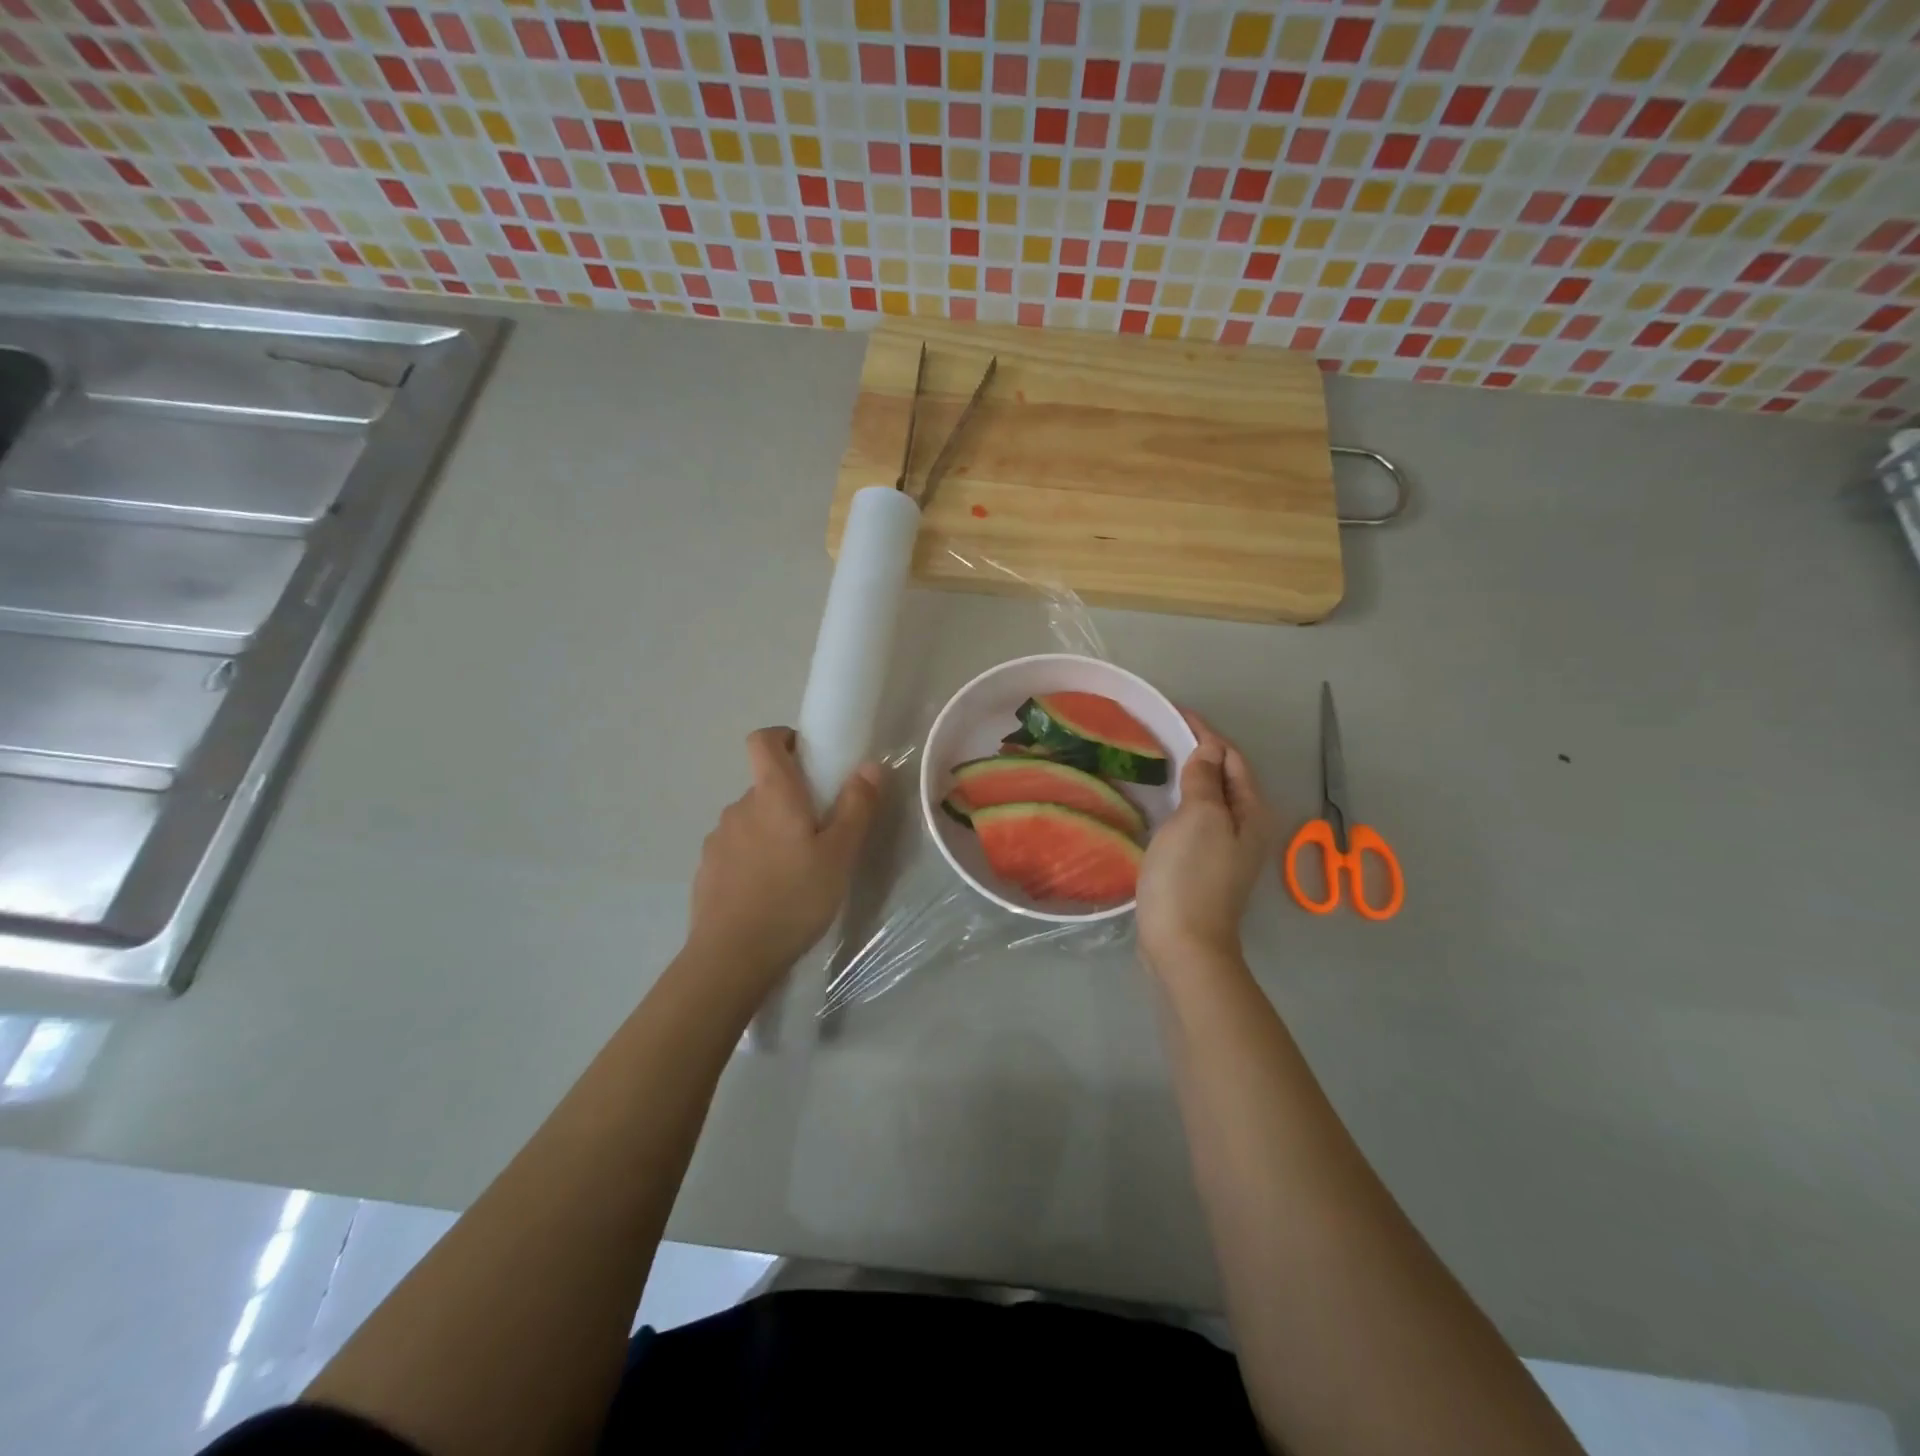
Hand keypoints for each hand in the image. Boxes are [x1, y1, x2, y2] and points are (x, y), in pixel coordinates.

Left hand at [686, 727, 881, 982]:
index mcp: (772, 794)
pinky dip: (754, 859)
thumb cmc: (794, 898)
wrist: (732, 957)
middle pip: (765, 785)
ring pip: (752, 820)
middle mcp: (739, 807)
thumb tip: (869, 764)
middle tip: (821, 833)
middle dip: (792, 799)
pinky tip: (770, 893)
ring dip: (773, 831)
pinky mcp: (707, 870)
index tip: (809, 758)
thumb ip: (856, 806)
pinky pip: (736, 850)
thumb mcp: (840, 854)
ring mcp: (718, 839)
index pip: (763, 740)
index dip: (784, 738)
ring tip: (796, 871)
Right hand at [1136, 713, 1273, 974]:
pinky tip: (1158, 801)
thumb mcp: (1200, 818)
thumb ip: (1205, 780)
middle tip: (1161, 732)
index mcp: (1251, 812)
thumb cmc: (1191, 876)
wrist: (1182, 944)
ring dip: (1188, 777)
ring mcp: (1224, 849)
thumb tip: (1209, 749)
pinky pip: (1194, 820)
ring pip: (1208, 799)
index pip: (1232, 758)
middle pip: (1224, 777)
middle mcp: (1245, 827)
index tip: (1174, 713)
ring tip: (1157, 759)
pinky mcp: (1202, 865)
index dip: (1206, 733)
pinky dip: (1180, 802)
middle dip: (1198, 752)